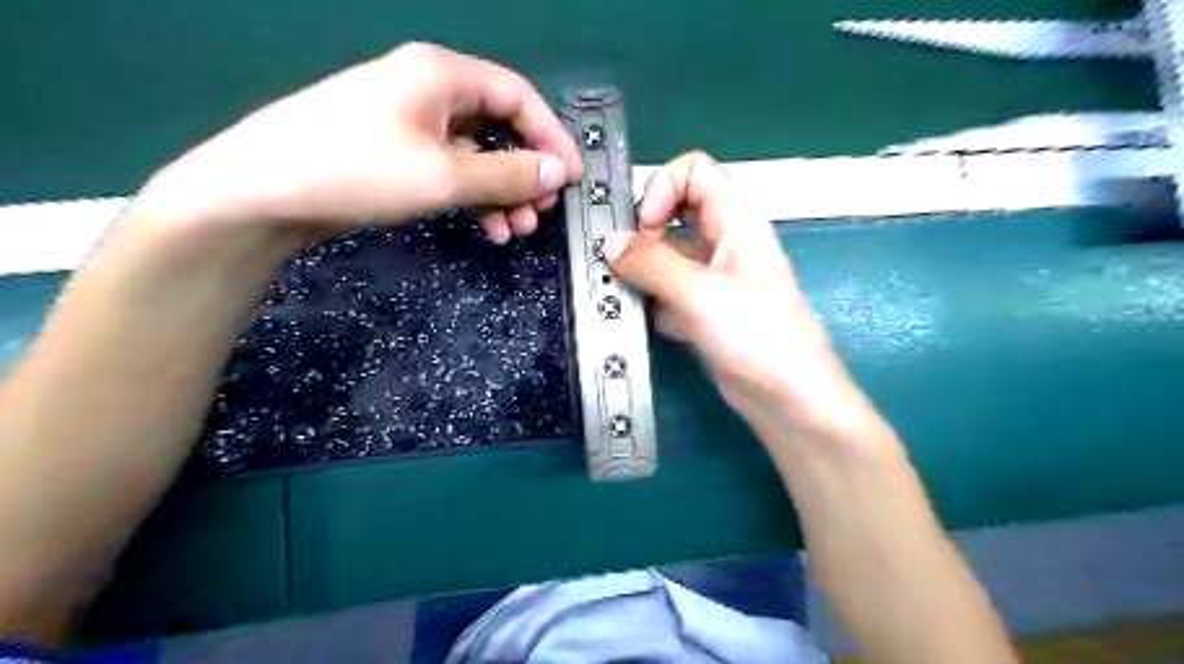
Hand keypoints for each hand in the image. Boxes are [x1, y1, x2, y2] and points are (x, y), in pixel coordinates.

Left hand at [132, 43, 581, 246]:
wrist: (263, 192)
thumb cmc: (358, 170)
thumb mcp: (444, 175)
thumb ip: (508, 174)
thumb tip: (558, 171)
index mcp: (442, 75)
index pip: (519, 97)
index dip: (552, 137)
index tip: (572, 177)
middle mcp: (430, 90)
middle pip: (500, 127)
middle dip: (527, 171)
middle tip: (542, 211)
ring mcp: (412, 122)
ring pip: (478, 154)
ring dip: (503, 191)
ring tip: (517, 230)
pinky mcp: (398, 152)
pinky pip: (453, 170)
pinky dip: (475, 198)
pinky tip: (487, 228)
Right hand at [606, 150, 866, 425]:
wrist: (787, 398)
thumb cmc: (757, 336)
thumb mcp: (701, 293)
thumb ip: (651, 263)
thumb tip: (610, 244)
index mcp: (736, 221)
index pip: (694, 171)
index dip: (662, 189)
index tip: (645, 228)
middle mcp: (724, 242)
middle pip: (675, 211)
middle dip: (645, 230)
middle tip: (628, 261)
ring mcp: (714, 277)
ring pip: (668, 254)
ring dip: (644, 270)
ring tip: (628, 293)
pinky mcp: (704, 309)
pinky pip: (668, 289)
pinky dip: (654, 300)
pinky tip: (651, 321)